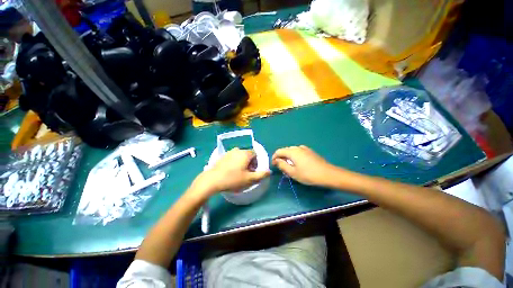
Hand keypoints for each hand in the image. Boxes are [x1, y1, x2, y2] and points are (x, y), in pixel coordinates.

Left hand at [191, 148, 270, 197]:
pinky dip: (235, 163)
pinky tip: (231, 172)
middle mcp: (238, 150)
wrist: (212, 180)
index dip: (256, 163)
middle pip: (248, 155)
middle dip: (250, 163)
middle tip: (247, 173)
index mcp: (245, 153)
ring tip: (239, 173)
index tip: (253, 171)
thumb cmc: (233, 179)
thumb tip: (269, 171)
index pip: (255, 154)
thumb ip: (261, 175)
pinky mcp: (222, 156)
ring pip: (240, 156)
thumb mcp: (249, 179)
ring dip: (242, 163)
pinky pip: (233, 158)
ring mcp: (229, 152)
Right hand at [272, 146, 335, 185]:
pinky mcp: (310, 151)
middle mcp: (297, 147)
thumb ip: (282, 165)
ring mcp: (305, 148)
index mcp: (292, 152)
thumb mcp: (292, 172)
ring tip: (289, 166)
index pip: (279, 151)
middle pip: (285, 150)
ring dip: (288, 157)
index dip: (274, 157)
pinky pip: (298, 151)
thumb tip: (276, 160)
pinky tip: (298, 163)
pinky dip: (294, 156)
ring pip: (292, 151)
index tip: (274, 165)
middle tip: (281, 167)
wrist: (327, 174)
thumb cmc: (308, 175)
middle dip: (281, 158)